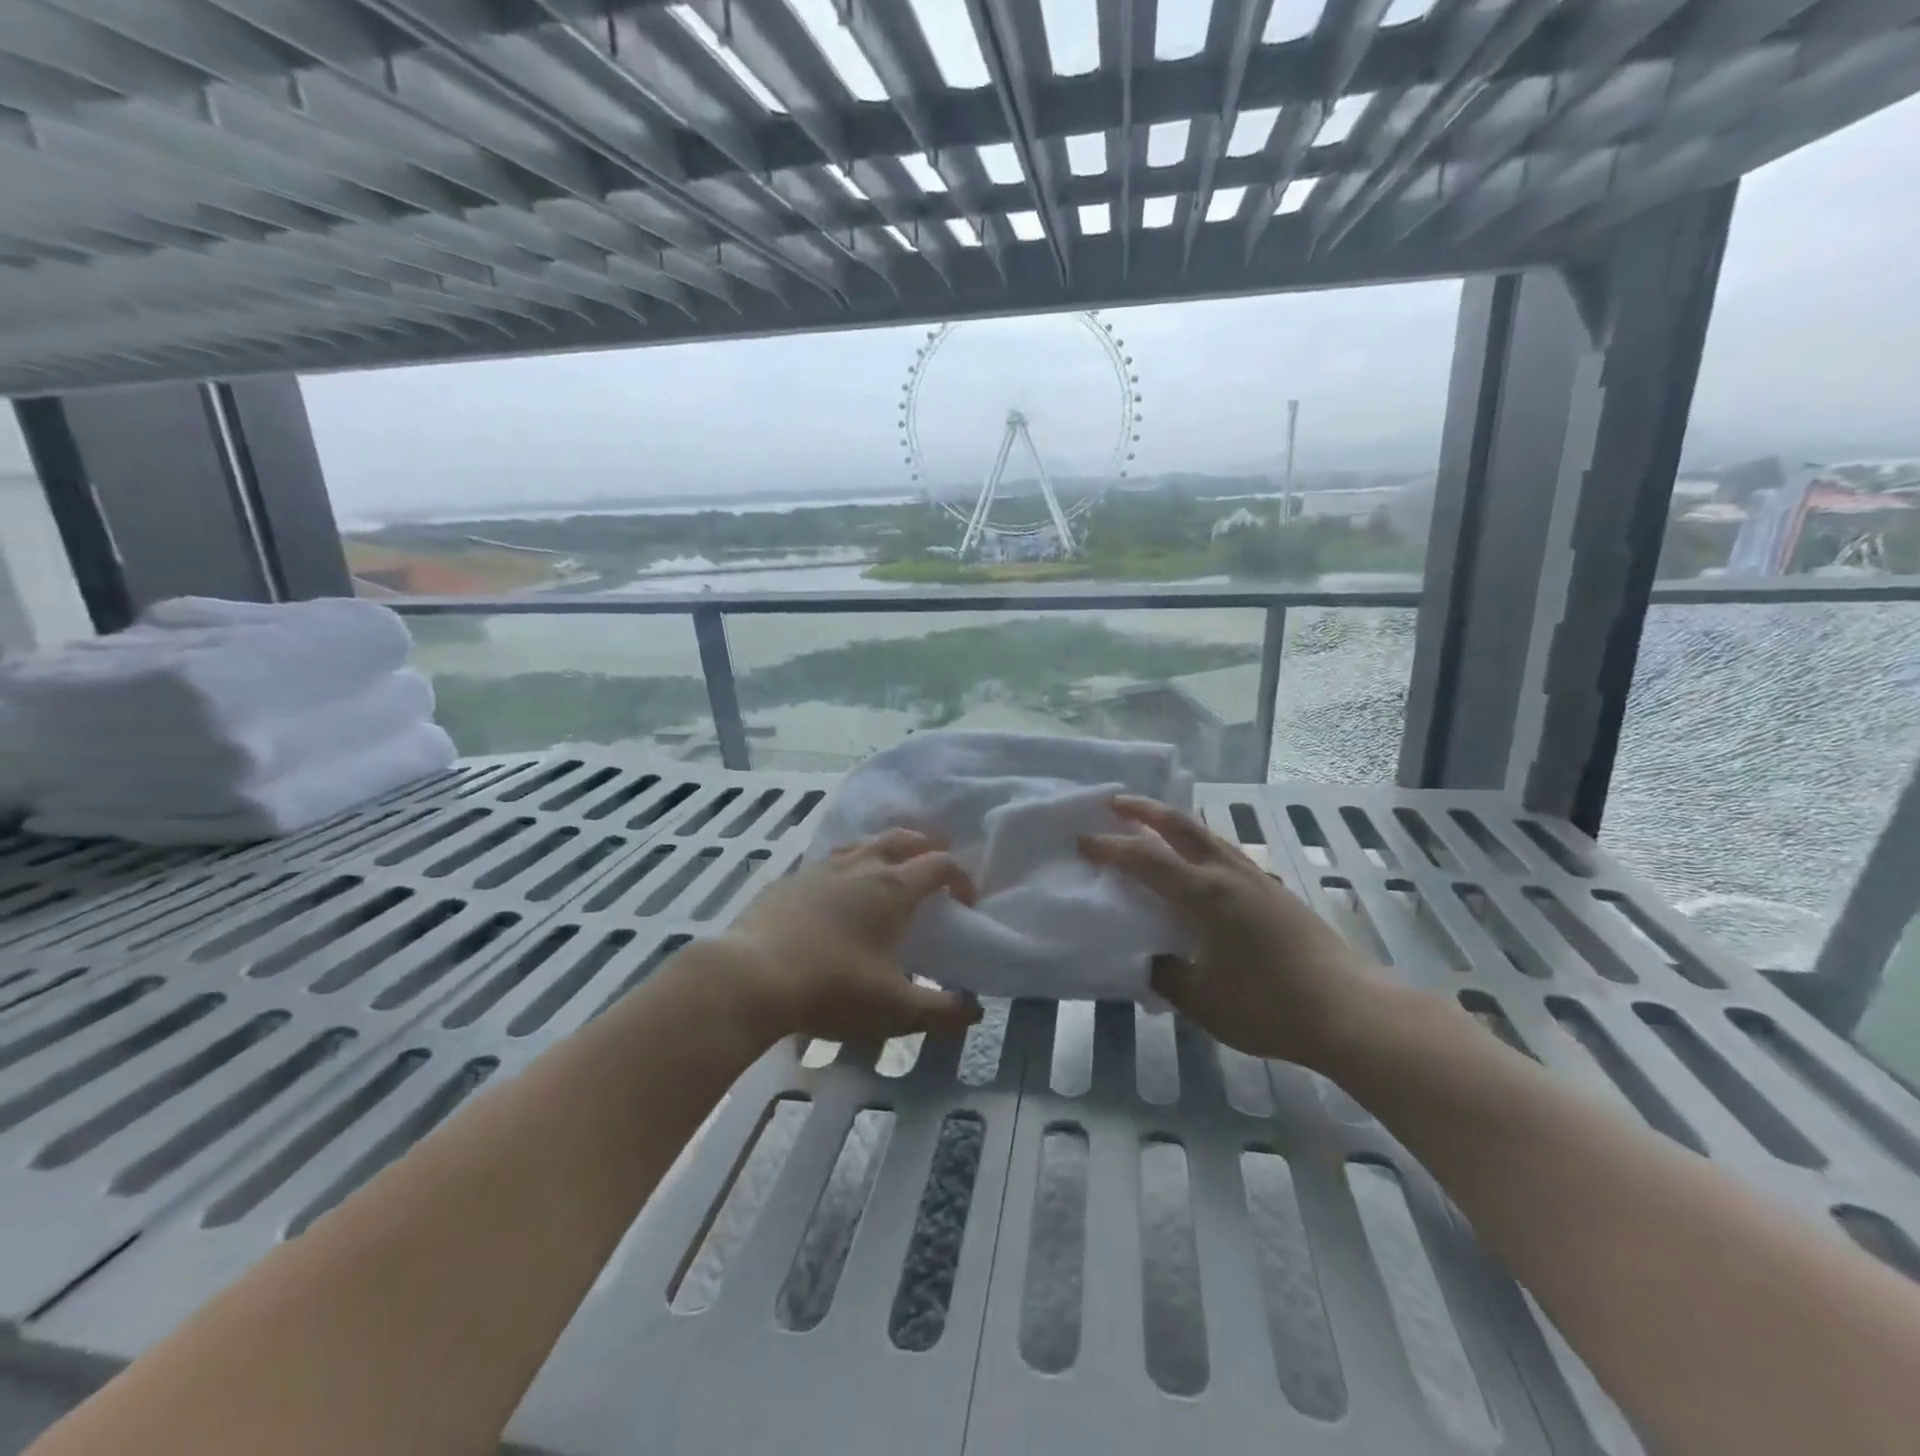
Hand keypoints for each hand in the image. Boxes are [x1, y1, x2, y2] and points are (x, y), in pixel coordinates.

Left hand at [718, 829, 983, 1044]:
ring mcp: (820, 869)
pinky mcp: (789, 881)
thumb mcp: (895, 1010)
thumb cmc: (832, 988)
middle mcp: (860, 866)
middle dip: (925, 846)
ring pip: (862, 843)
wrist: (751, 978)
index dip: (960, 877)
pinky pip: (828, 862)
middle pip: (901, 839)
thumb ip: (940, 1011)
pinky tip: (837, 891)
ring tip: (888, 868)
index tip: (966, 901)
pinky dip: (846, 866)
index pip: (939, 865)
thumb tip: (974, 1012)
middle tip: (933, 865)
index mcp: (893, 888)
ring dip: (884, 849)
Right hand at [1080, 796, 1391, 1071]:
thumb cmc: (1269, 1006)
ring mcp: (1256, 879)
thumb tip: (1148, 960)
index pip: (1145, 859)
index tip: (1082, 840)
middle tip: (1115, 802)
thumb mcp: (1202, 1001)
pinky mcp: (1275, 891)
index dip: (1110, 847)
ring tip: (1151, 826)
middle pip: (1180, 825)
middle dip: (1144, 810)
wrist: (1350, 1011)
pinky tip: (1198, 865)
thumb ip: (1165, 974)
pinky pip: (1225, 852)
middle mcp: (1228, 874)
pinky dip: (1198, 844)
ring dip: (1174, 823)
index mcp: (1204, 894)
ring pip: (1207, 834)